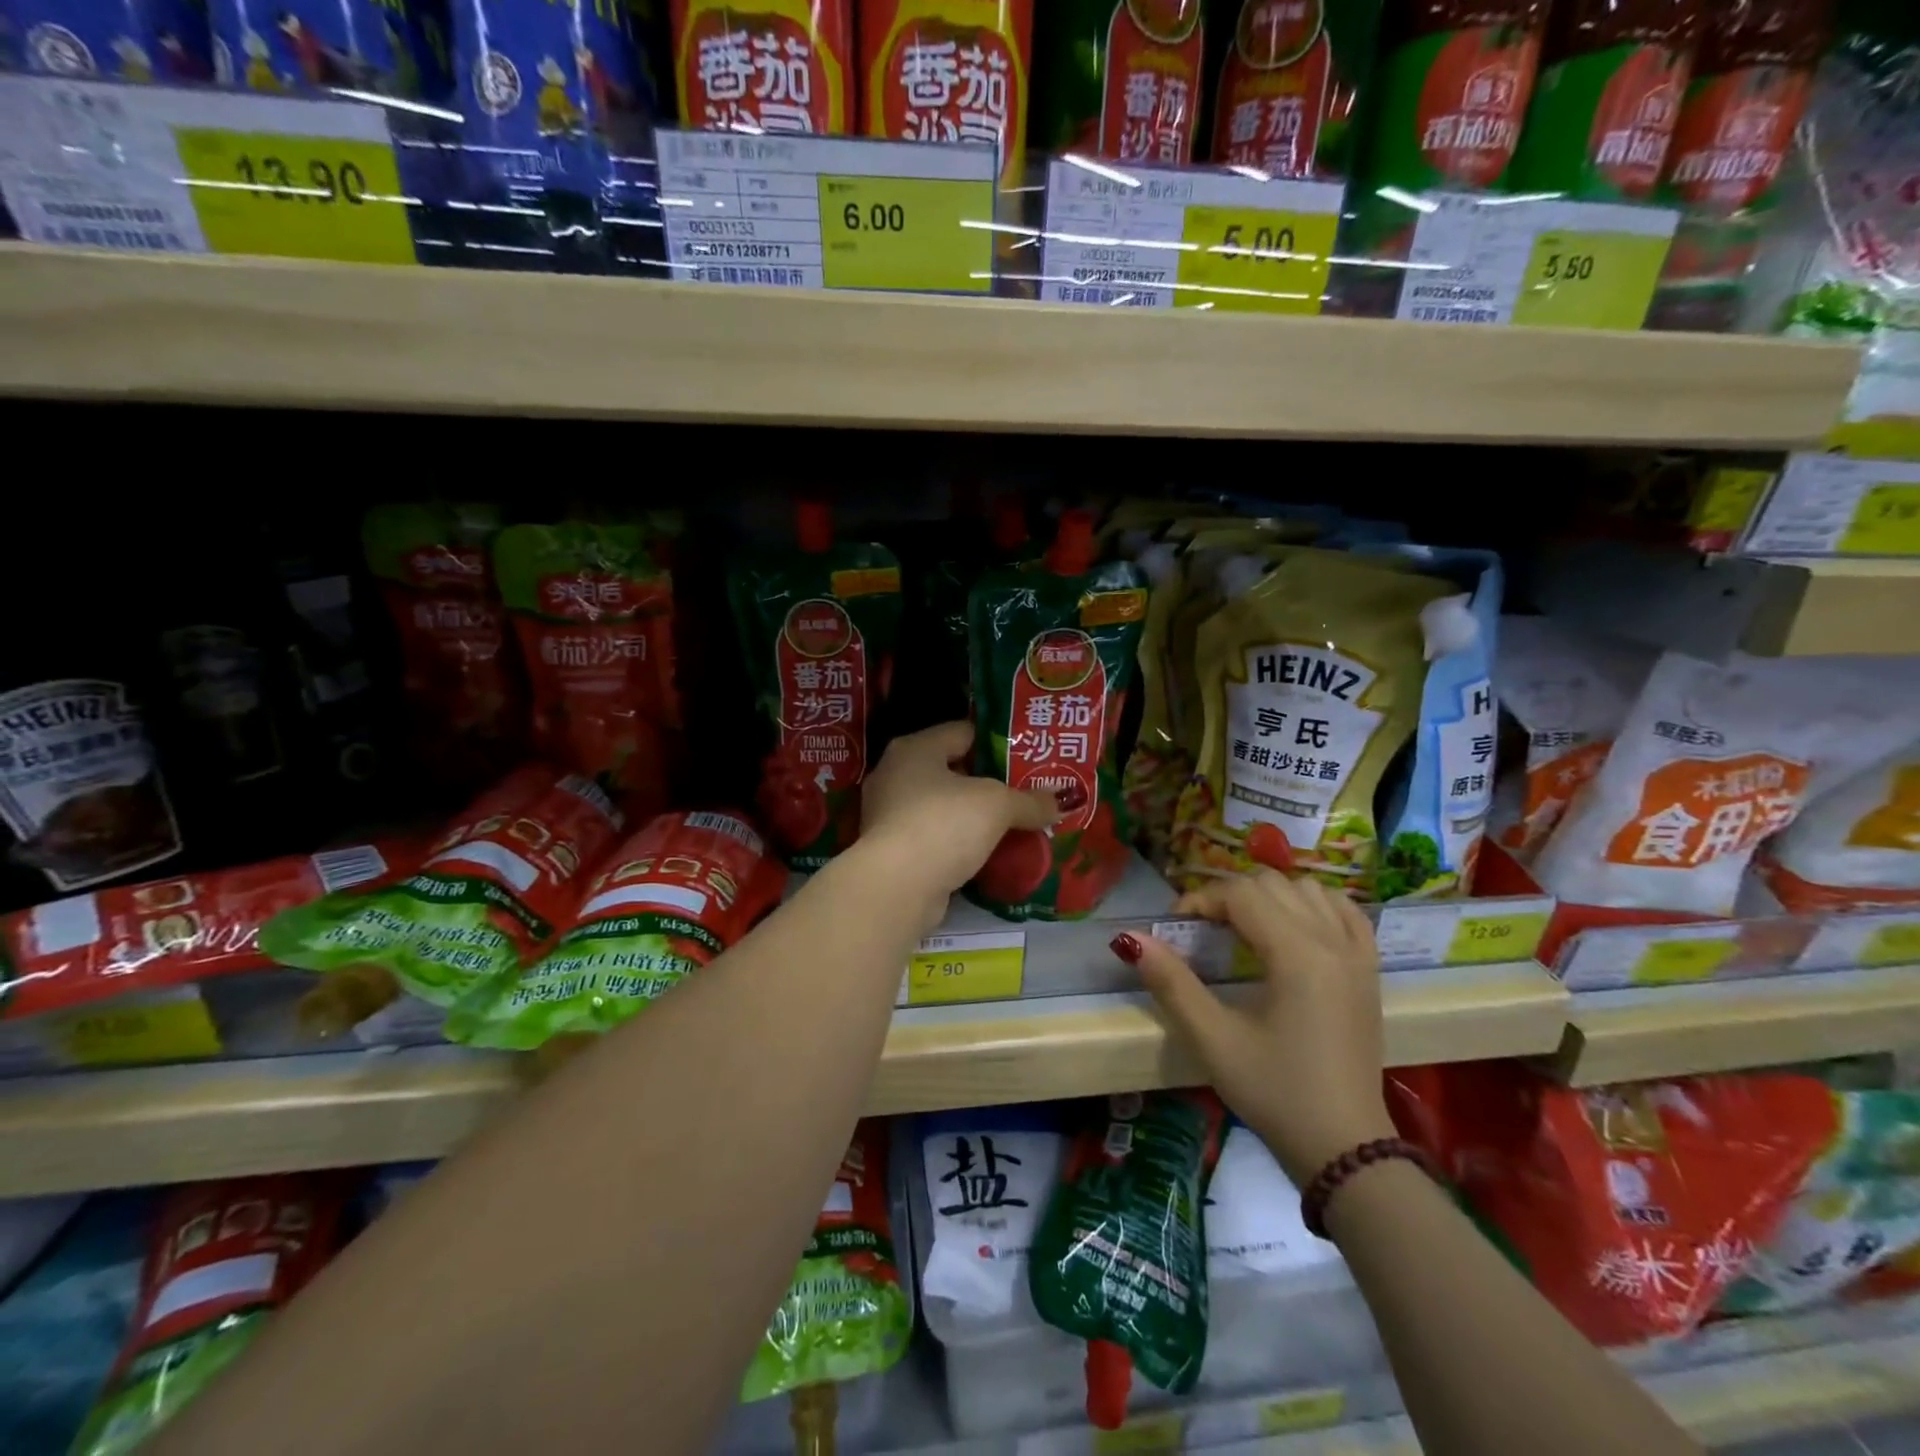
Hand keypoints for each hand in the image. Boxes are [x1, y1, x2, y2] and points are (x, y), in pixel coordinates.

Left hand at [857, 722, 1058, 929]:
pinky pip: (936, 837)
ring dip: (974, 816)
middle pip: (953, 770)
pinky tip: (988, 853)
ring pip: (944, 807)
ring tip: (1014, 824)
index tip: (1028, 757)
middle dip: (989, 783)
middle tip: (1027, 792)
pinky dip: (959, 843)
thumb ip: (1029, 801)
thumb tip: (1060, 803)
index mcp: (914, 748)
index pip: (963, 732)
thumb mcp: (997, 805)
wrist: (897, 887)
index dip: (998, 742)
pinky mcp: (893, 851)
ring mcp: (889, 814)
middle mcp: (895, 775)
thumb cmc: (944, 825)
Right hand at [1117, 871, 1395, 1185]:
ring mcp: (1358, 955)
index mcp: (1297, 955)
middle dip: (1230, 895)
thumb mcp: (1213, 1040)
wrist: (1345, 1149)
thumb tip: (1130, 940)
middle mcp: (1333, 942)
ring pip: (1309, 890)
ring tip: (1244, 928)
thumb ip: (1171, 983)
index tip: (1176, 926)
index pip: (1241, 894)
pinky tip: (1294, 926)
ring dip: (1270, 896)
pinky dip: (1315, 905)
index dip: (1200, 900)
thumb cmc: (1275, 1093)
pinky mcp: (1370, 972)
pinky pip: (1346, 912)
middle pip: (1272, 884)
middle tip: (1204, 930)